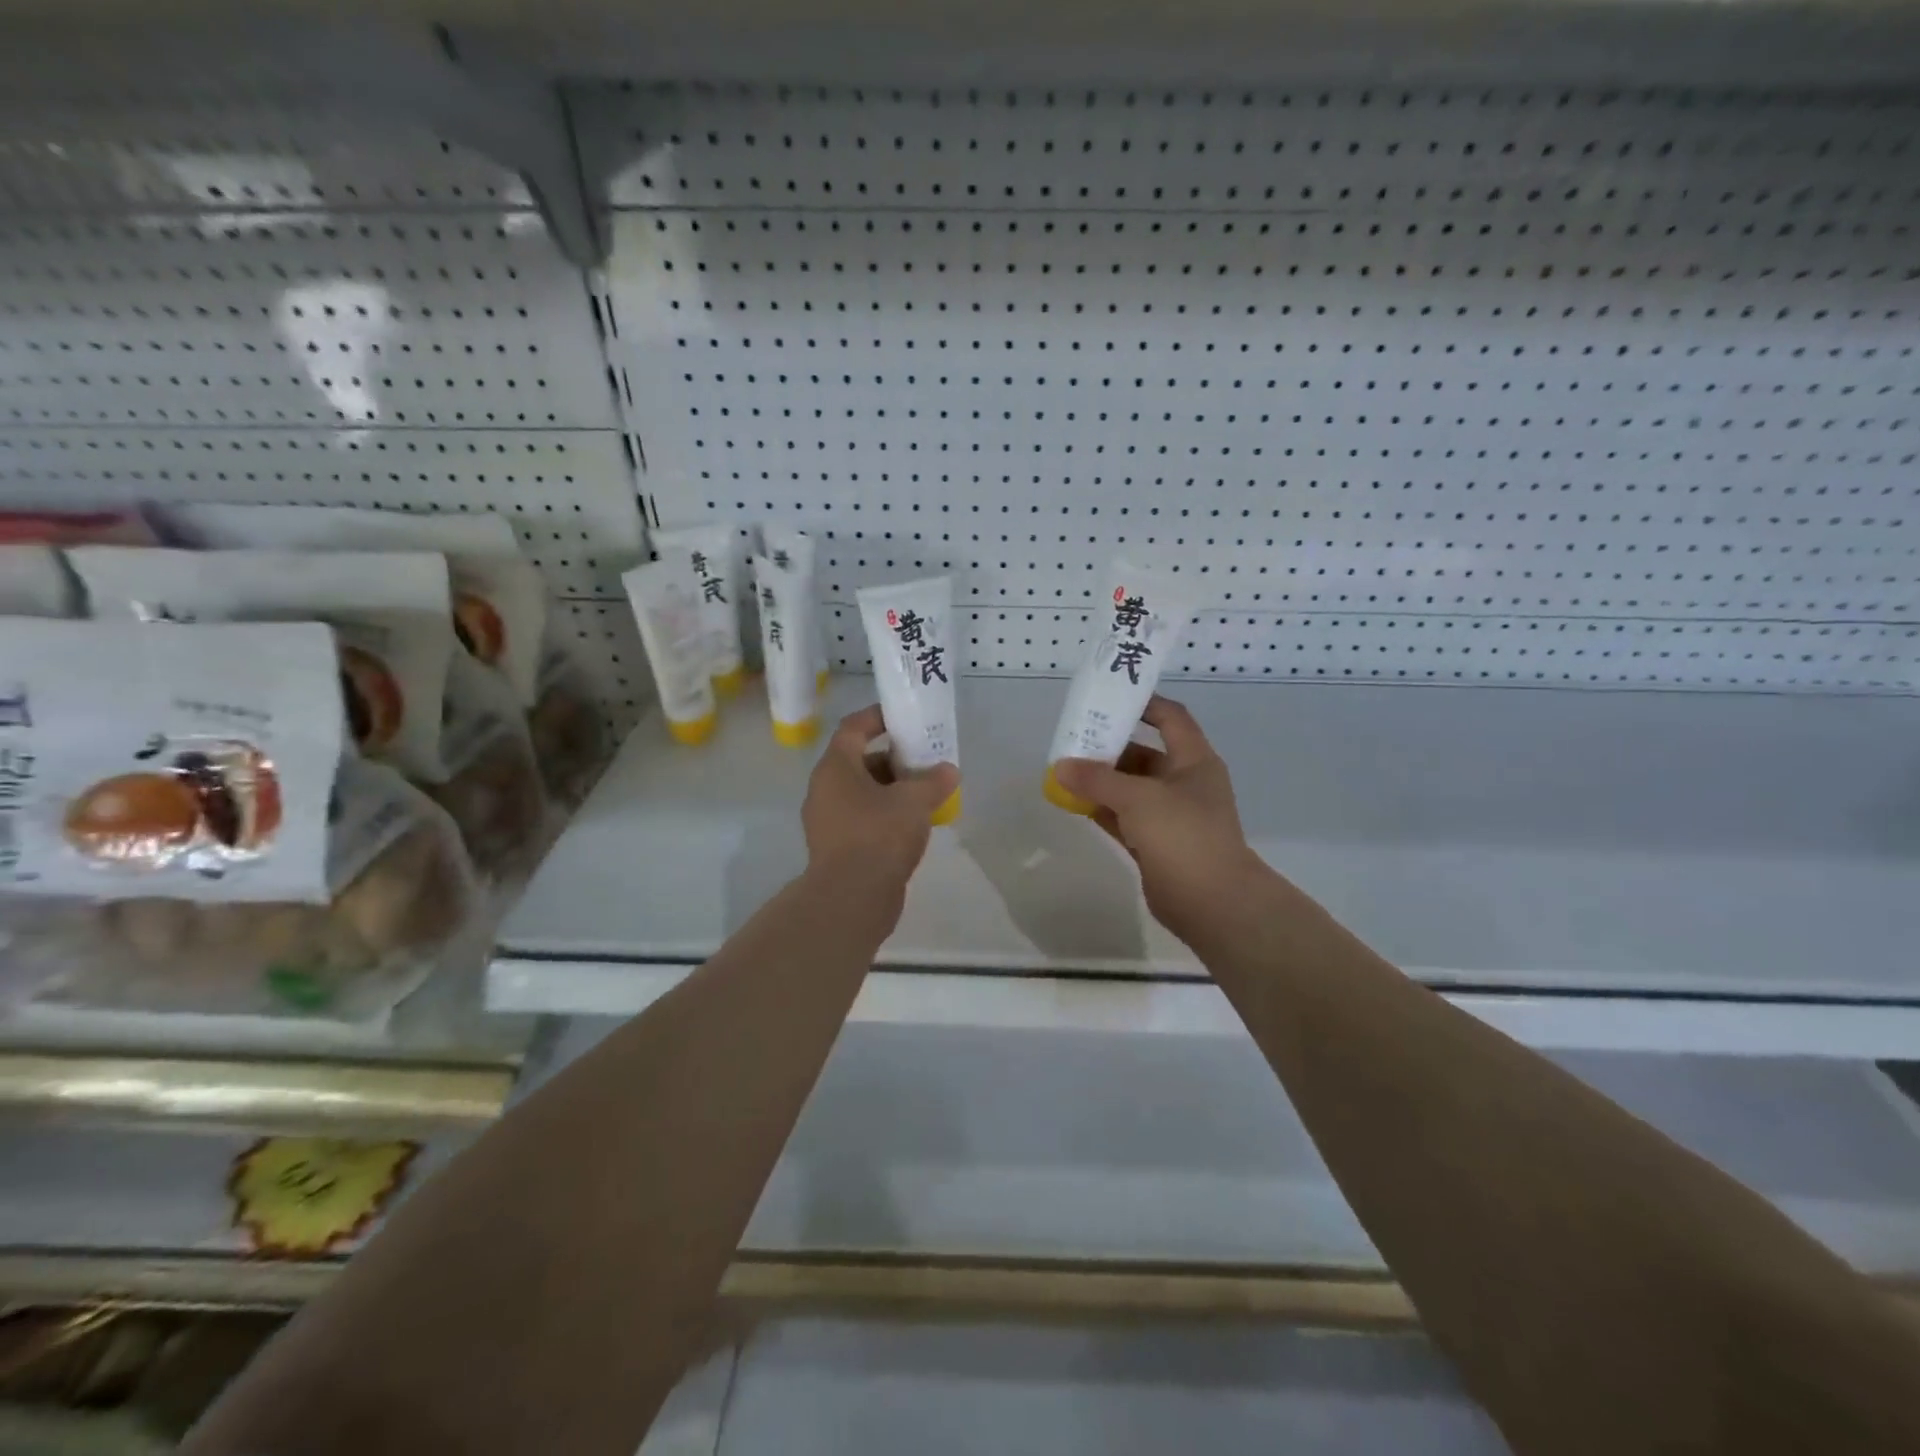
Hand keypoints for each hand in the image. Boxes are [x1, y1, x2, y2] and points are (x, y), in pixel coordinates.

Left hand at [802, 704, 959, 895]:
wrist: (852, 899)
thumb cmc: (879, 835)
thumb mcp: (914, 800)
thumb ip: (934, 780)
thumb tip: (948, 770)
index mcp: (835, 768)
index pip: (853, 728)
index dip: (878, 717)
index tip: (904, 716)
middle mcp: (825, 789)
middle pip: (859, 760)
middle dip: (893, 757)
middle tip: (924, 758)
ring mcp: (828, 821)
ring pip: (862, 792)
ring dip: (892, 788)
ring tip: (926, 791)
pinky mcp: (837, 848)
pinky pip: (863, 818)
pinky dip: (886, 814)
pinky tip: (914, 824)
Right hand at [1051, 696, 1266, 943]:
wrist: (1213, 902)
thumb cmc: (1183, 835)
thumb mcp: (1138, 798)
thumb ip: (1097, 780)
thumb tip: (1060, 766)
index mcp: (1194, 761)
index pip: (1171, 718)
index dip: (1144, 703)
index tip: (1109, 698)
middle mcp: (1184, 784)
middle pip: (1144, 754)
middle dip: (1111, 747)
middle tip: (1074, 740)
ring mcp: (1171, 816)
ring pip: (1131, 788)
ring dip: (1102, 781)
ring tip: (1065, 770)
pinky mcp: (1156, 844)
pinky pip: (1124, 818)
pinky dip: (1102, 809)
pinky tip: (1074, 803)